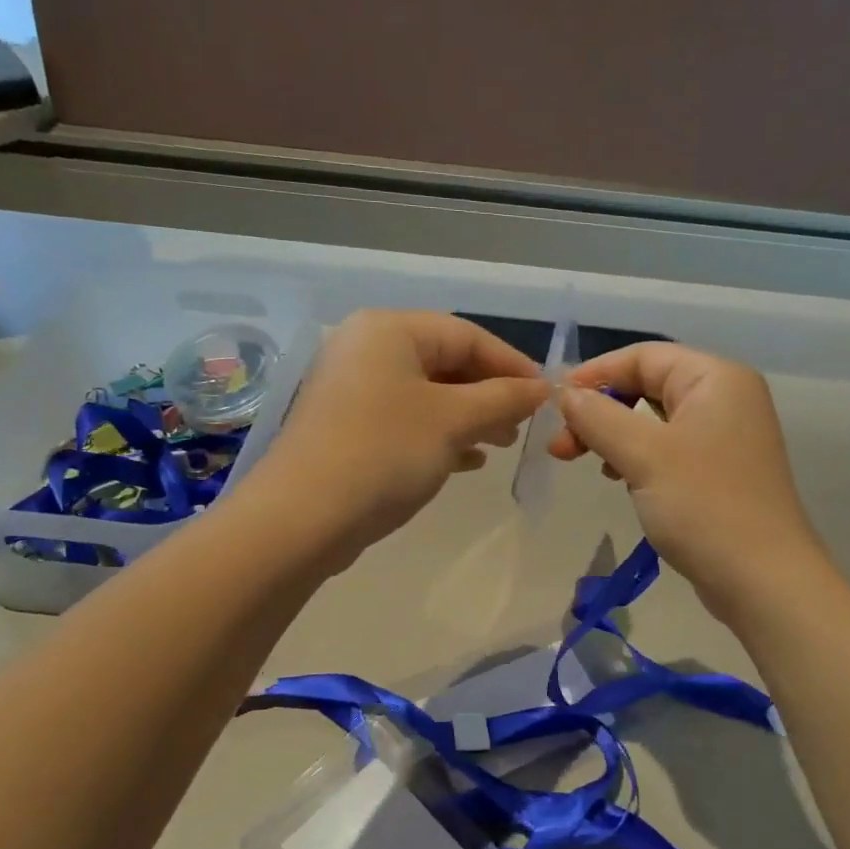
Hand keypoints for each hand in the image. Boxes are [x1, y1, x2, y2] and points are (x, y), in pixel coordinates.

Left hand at [250, 311, 548, 560]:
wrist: (303, 518)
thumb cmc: (385, 452)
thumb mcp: (454, 421)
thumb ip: (503, 398)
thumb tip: (542, 387)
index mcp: (388, 331)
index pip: (466, 335)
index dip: (512, 364)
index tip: (546, 396)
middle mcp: (367, 350)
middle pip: (445, 362)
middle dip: (490, 393)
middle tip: (523, 424)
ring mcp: (353, 390)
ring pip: (428, 395)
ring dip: (470, 417)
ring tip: (501, 443)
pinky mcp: (347, 428)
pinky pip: (406, 420)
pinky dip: (440, 435)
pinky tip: (468, 461)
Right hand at [549, 343, 825, 617]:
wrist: (763, 580)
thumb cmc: (703, 506)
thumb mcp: (643, 455)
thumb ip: (598, 417)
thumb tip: (565, 393)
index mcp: (716, 378)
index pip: (644, 357)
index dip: (595, 374)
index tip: (555, 404)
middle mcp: (725, 398)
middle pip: (648, 386)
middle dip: (600, 412)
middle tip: (562, 447)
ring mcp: (726, 437)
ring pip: (654, 421)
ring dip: (614, 436)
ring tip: (585, 464)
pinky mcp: (721, 471)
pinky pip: (669, 449)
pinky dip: (637, 458)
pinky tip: (618, 479)